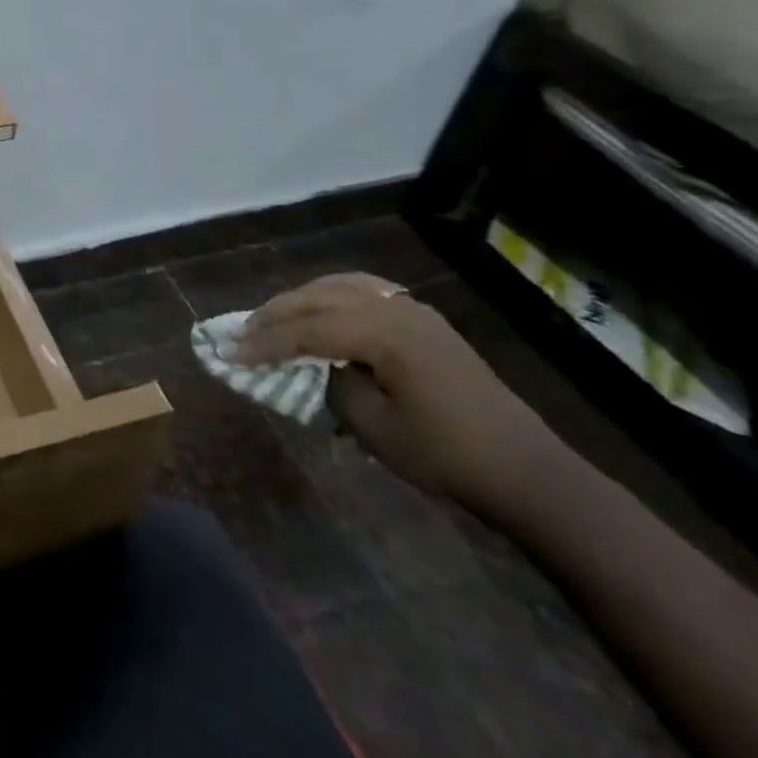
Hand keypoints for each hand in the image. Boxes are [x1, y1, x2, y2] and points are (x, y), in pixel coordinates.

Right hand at [238, 273, 571, 522]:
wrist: (525, 471)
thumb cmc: (445, 455)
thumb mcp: (373, 427)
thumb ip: (333, 385)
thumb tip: (315, 365)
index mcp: (384, 334)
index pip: (308, 330)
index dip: (266, 342)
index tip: (232, 353)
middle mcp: (396, 309)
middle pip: (318, 298)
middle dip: (275, 314)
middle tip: (242, 332)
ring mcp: (414, 309)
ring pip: (340, 286)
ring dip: (301, 299)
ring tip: (273, 317)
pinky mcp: (425, 320)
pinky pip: (365, 291)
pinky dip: (332, 294)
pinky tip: (320, 307)